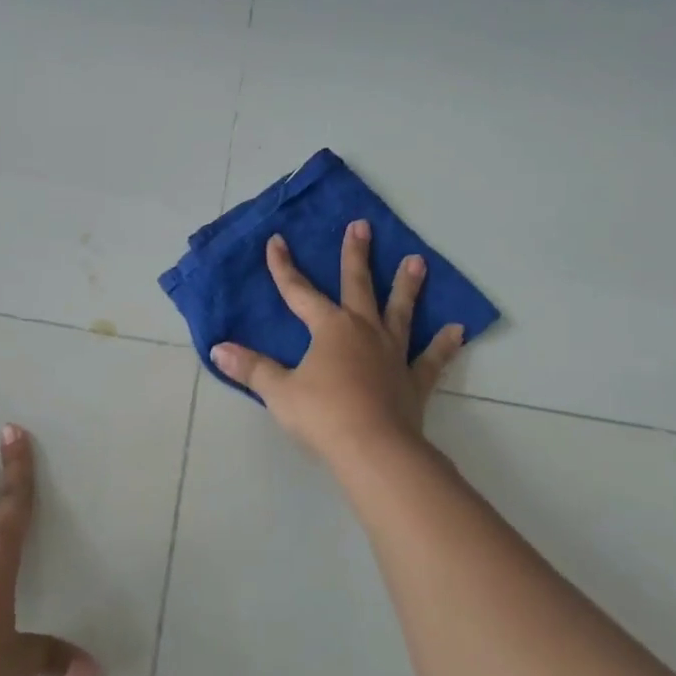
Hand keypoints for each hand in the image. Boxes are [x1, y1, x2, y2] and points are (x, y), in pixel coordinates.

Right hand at [209, 221, 464, 462]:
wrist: (374, 449)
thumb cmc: (322, 415)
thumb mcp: (278, 391)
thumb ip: (251, 368)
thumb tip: (218, 349)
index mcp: (329, 329)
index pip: (299, 292)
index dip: (284, 267)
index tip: (277, 241)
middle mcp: (363, 331)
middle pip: (358, 286)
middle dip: (356, 255)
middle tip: (362, 226)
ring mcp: (393, 354)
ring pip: (400, 311)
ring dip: (407, 286)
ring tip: (418, 261)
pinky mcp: (413, 380)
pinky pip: (431, 358)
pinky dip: (443, 344)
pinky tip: (457, 329)